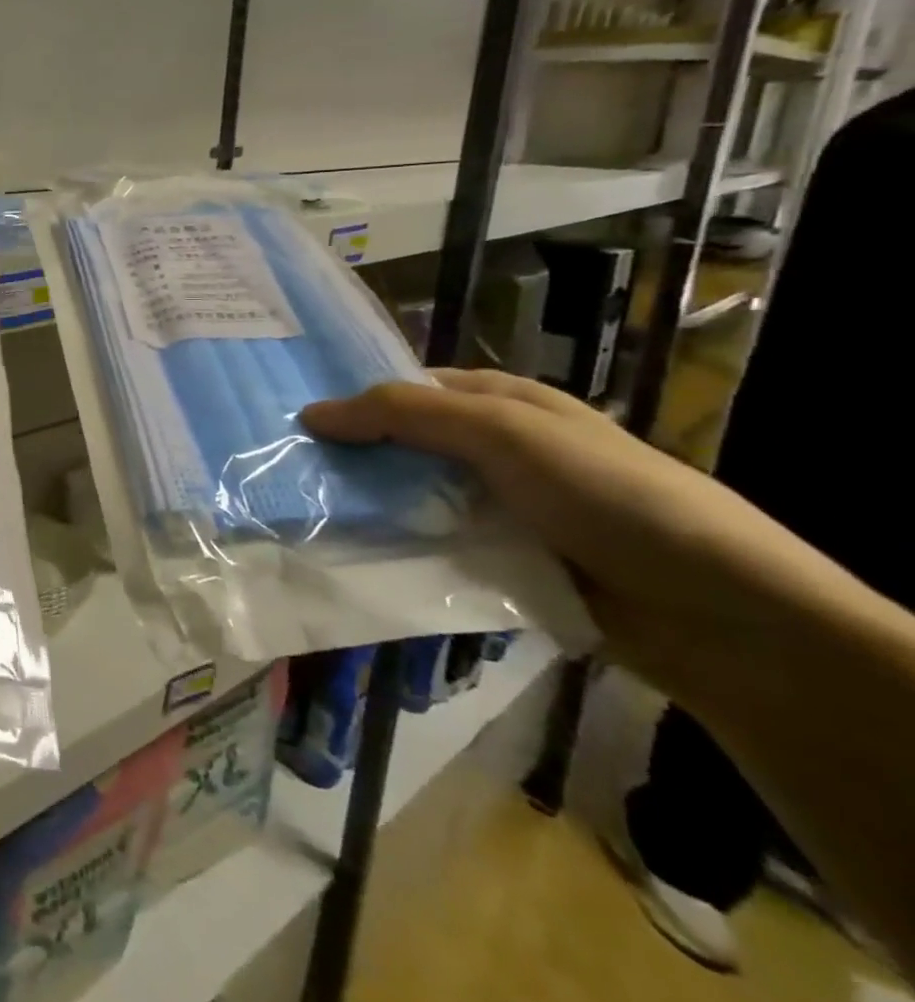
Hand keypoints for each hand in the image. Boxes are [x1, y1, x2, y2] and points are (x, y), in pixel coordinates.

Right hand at [301, 370, 846, 694]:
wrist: (715, 610)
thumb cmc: (606, 493)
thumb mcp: (504, 432)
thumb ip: (406, 414)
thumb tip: (310, 412)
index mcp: (503, 405)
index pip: (410, 391)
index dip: (356, 399)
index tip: (295, 421)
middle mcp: (498, 452)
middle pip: (407, 446)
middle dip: (354, 457)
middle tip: (286, 471)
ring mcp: (502, 511)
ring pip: (416, 499)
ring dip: (371, 508)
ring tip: (303, 517)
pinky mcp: (504, 565)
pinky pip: (437, 549)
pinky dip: (401, 552)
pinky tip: (355, 559)